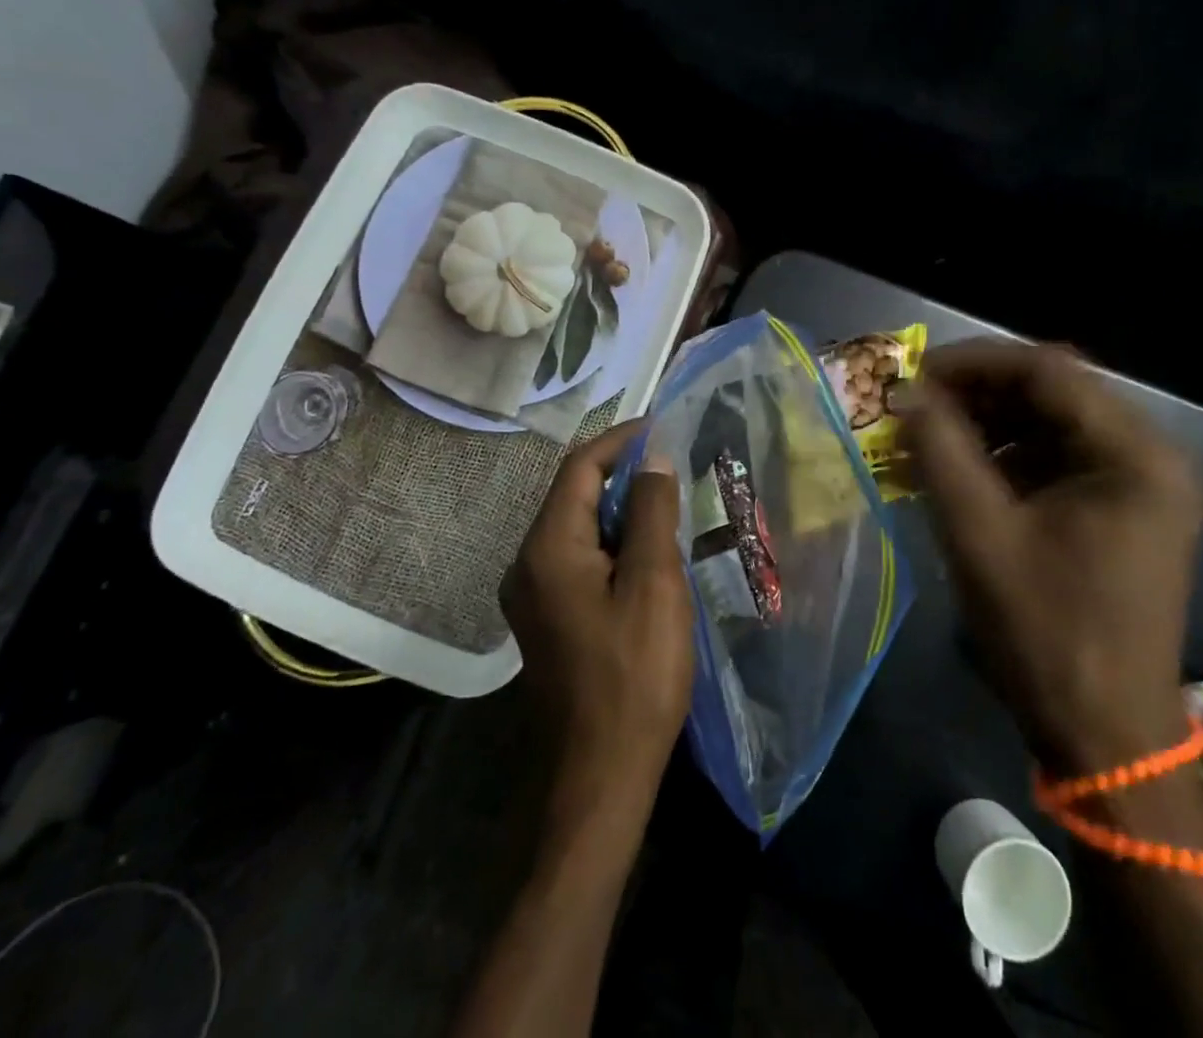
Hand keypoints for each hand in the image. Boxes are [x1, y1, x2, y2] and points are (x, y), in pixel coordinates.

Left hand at [502, 421, 694, 812]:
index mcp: (548, 548)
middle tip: (674, 467)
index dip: (621, 440)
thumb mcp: (654, 584)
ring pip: (579, 527)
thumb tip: (654, 459)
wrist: (601, 774)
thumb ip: (652, 512)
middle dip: (623, 473)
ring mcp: (532, 594)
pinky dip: (613, 542)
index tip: (663, 428)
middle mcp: (528, 563)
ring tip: (670, 505)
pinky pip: (579, 558)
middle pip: (574, 494)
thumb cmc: (635, 675)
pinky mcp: (547, 618)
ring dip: (621, 509)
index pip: (581, 467)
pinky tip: (649, 554)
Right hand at [898, 341, 1202, 771]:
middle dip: (976, 392)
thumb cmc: (1045, 632)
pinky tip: (956, 469)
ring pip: (1049, 422)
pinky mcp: (1118, 509)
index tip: (912, 374)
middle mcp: (1148, 456)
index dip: (973, 362)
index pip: (1047, 370)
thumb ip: (939, 451)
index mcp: (1134, 456)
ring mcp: (1137, 484)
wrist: (1104, 734)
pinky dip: (1003, 455)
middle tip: (913, 404)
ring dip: (985, 422)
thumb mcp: (979, 534)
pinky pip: (1054, 457)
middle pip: (1052, 391)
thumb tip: (905, 391)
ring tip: (925, 435)